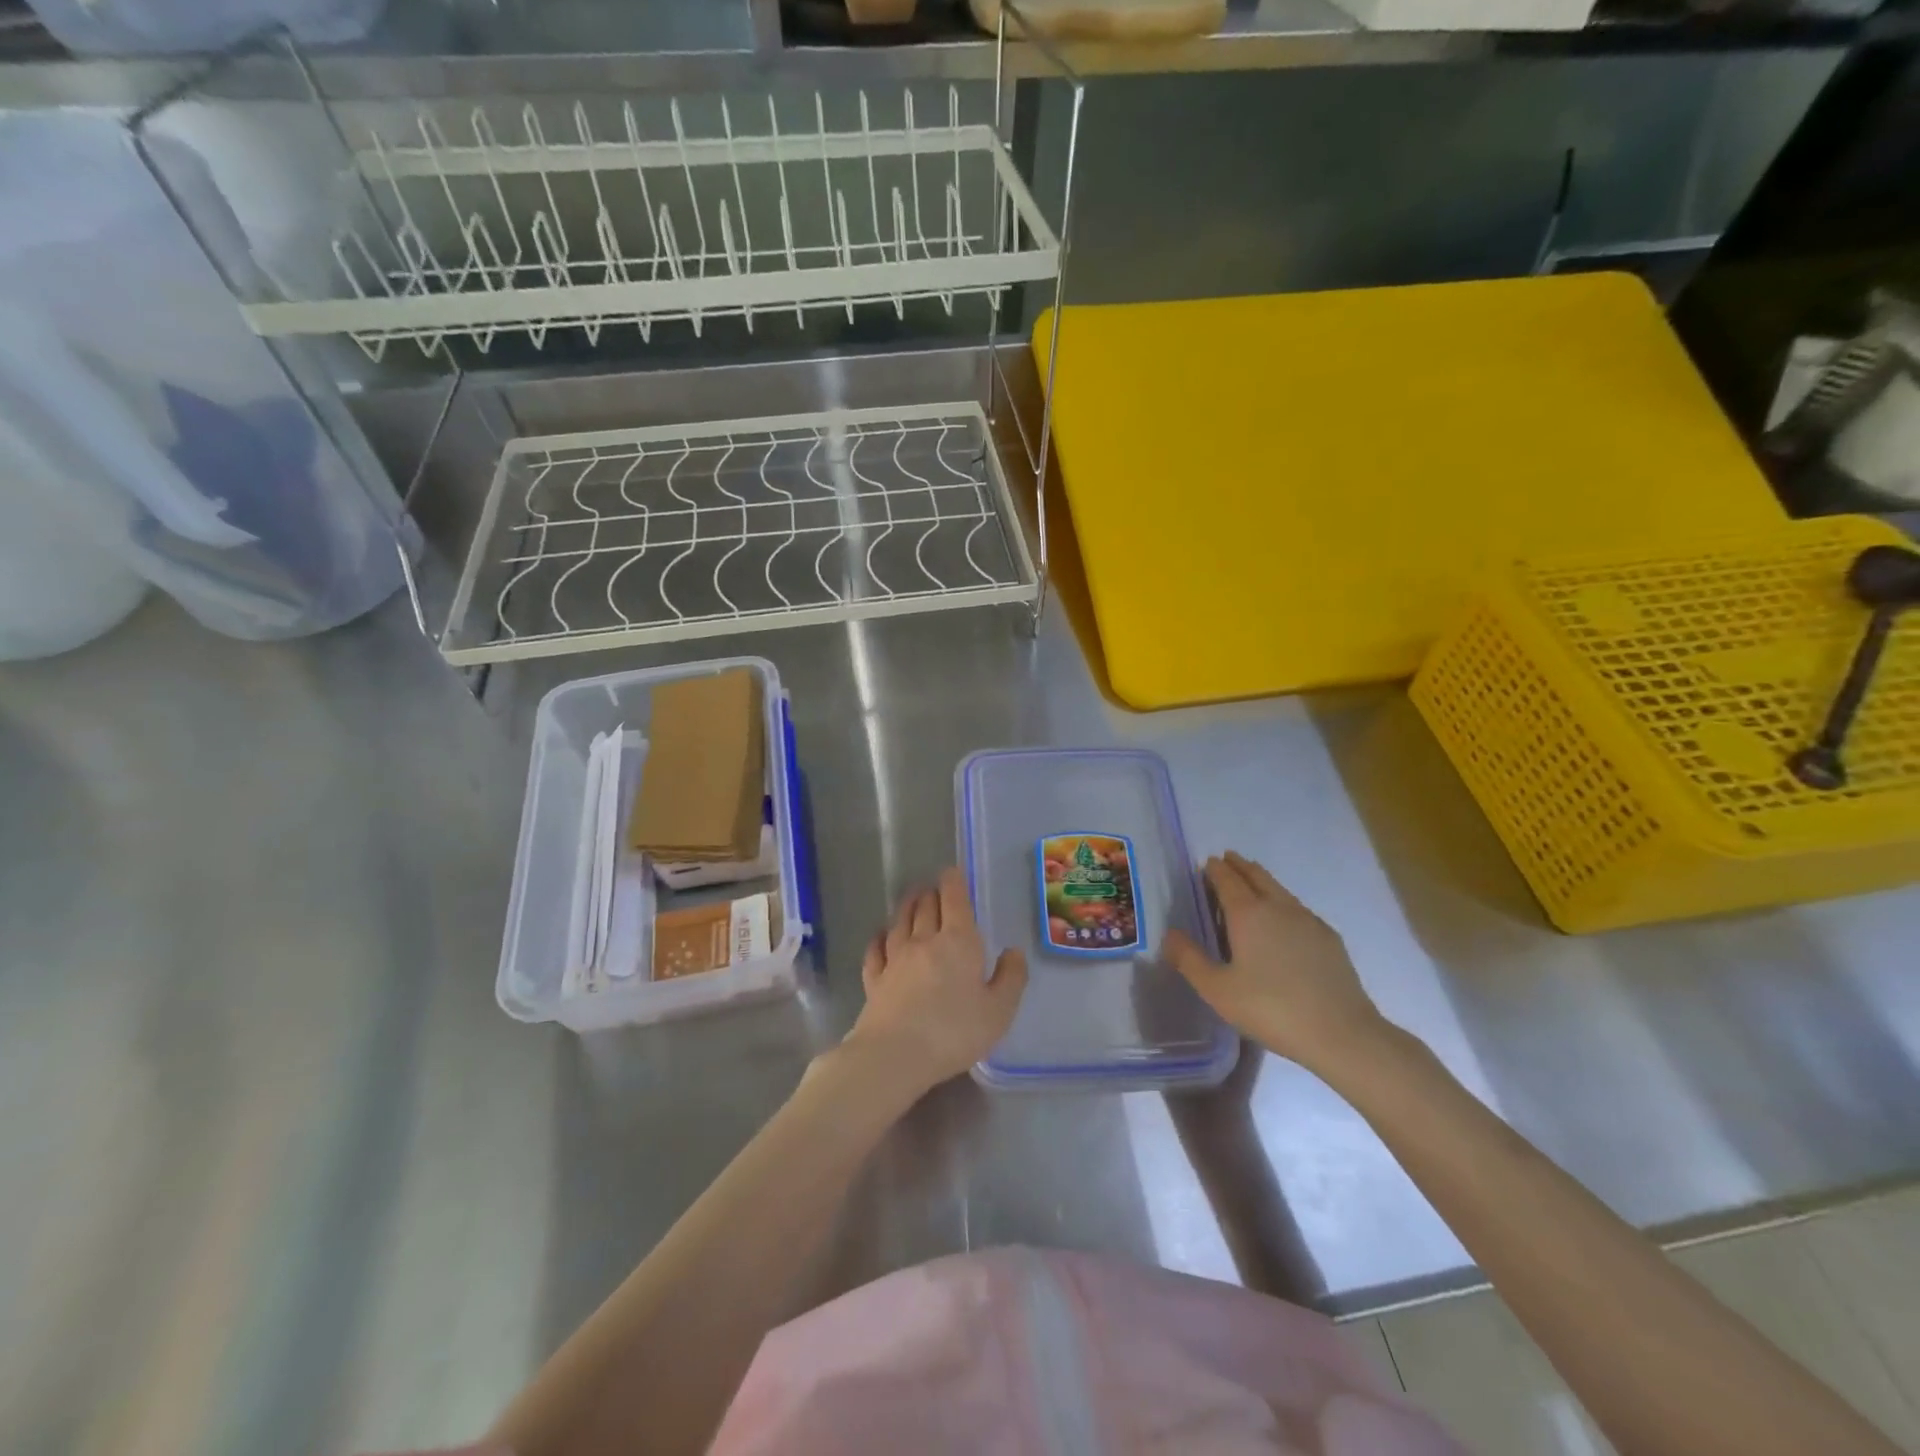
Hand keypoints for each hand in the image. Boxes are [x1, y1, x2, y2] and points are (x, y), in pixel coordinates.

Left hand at [842, 867, 1028, 1096]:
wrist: (896, 1054)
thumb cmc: (955, 1031)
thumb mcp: (999, 1011)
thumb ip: (1010, 978)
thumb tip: (1013, 952)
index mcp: (958, 942)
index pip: (953, 900)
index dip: (953, 882)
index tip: (952, 872)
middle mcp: (924, 940)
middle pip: (925, 906)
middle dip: (932, 893)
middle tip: (936, 888)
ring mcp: (895, 958)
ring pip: (900, 921)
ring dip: (907, 906)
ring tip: (912, 898)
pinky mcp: (874, 979)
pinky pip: (876, 949)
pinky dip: (880, 937)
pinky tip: (882, 935)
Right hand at [1164, 852, 1393, 1080]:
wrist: (1341, 1033)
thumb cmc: (1271, 1009)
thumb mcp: (1218, 990)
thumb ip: (1189, 959)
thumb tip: (1170, 934)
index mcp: (1248, 914)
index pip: (1227, 879)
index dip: (1215, 870)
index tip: (1207, 864)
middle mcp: (1278, 907)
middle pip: (1256, 875)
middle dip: (1239, 865)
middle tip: (1227, 860)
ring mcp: (1308, 920)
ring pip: (1280, 889)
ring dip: (1261, 880)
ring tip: (1251, 883)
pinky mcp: (1329, 938)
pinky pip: (1298, 908)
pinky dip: (1282, 902)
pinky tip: (1284, 920)